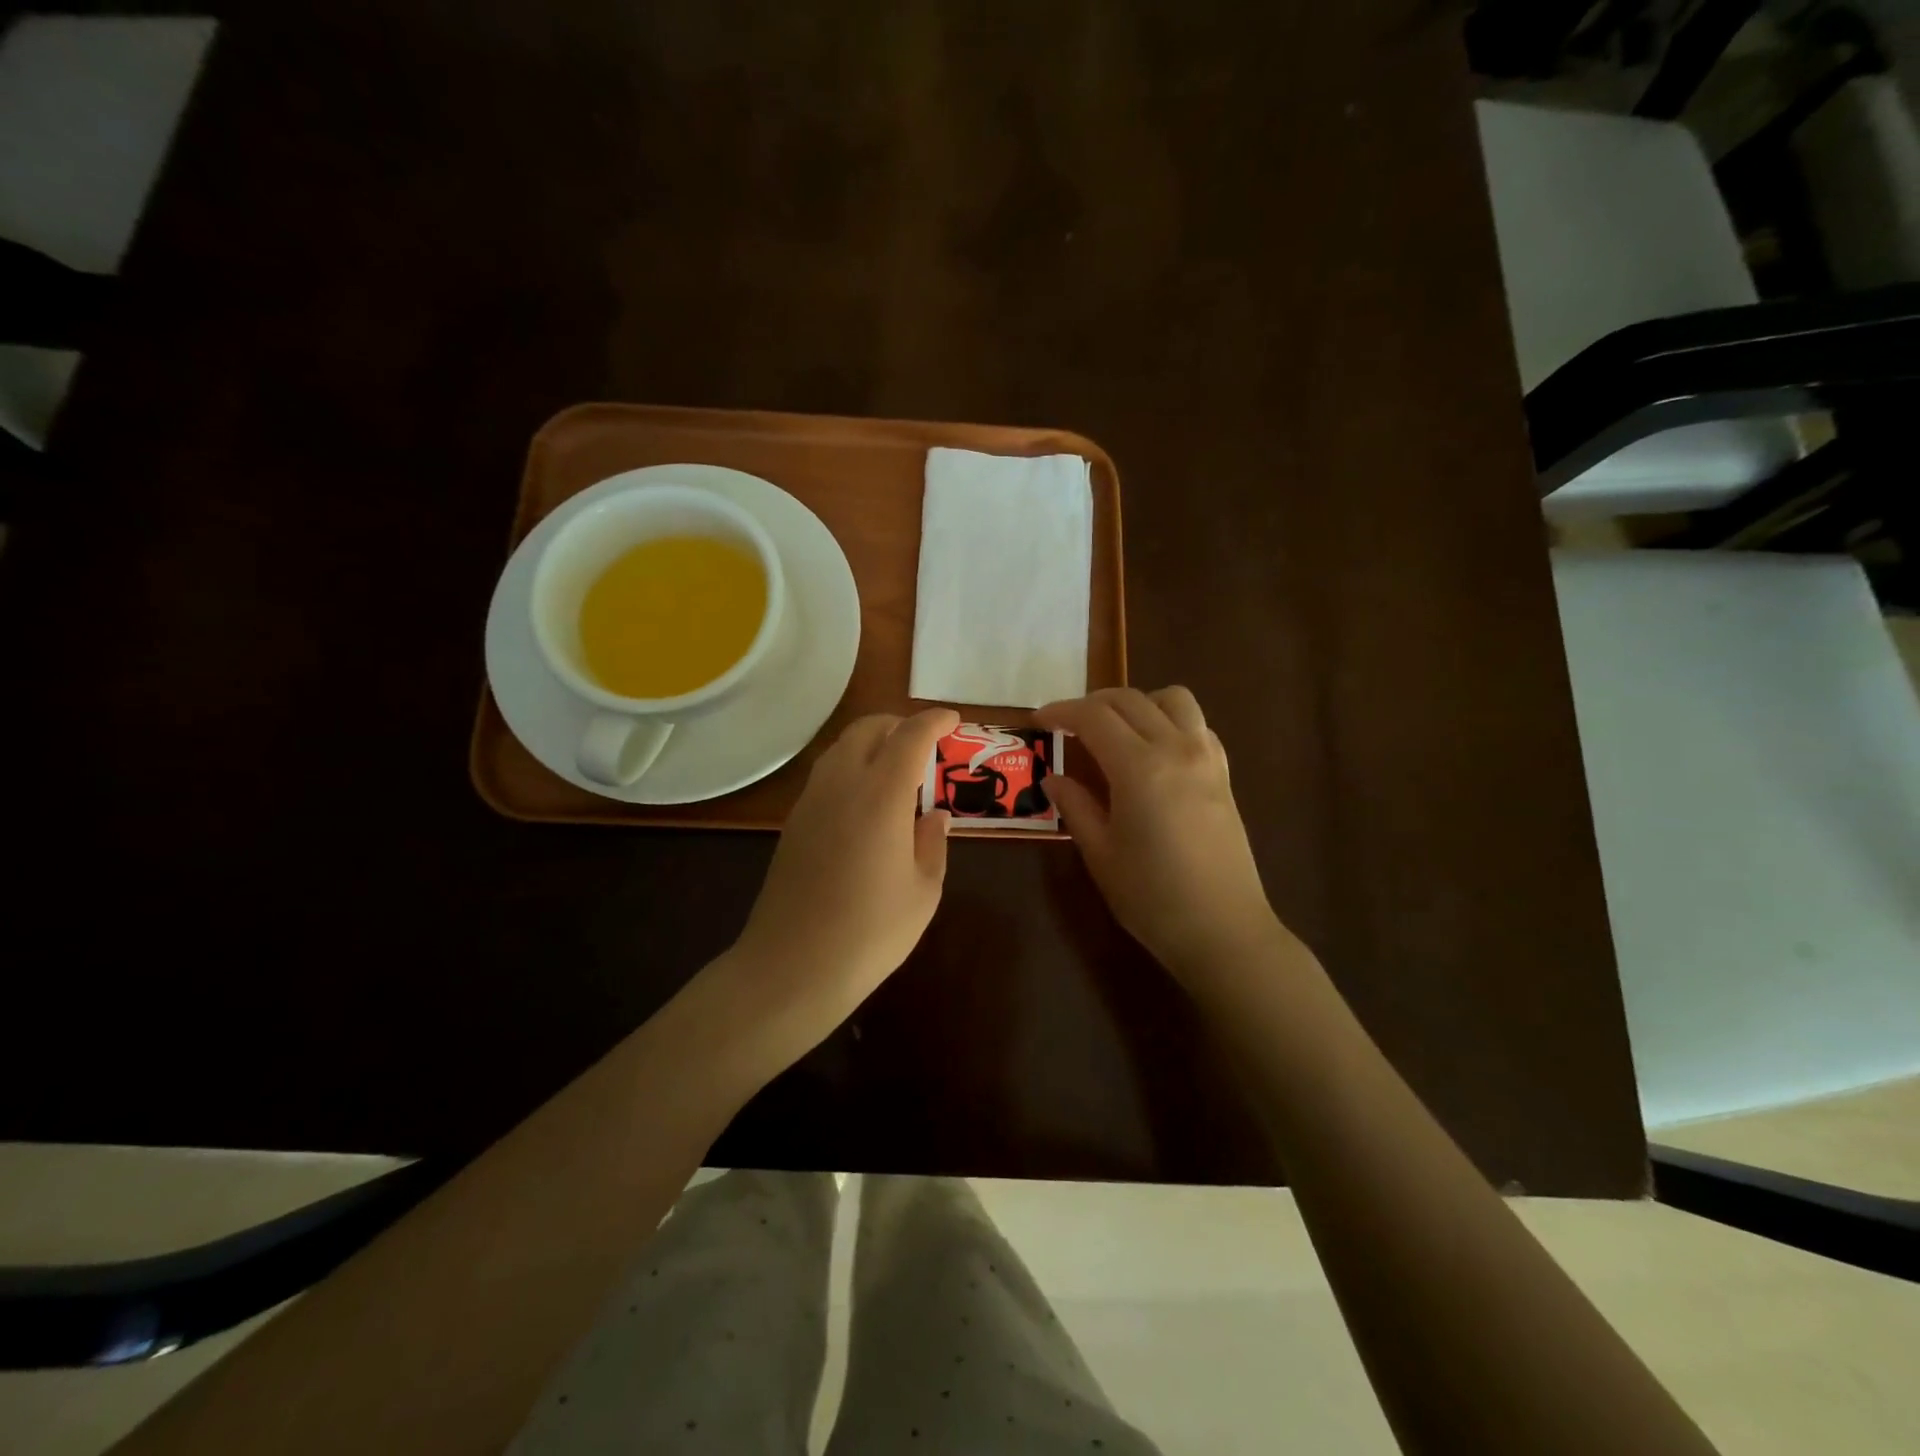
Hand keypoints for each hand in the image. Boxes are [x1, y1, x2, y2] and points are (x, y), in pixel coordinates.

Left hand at [727, 707, 957, 1055]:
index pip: (910, 736)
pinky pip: (827, 774)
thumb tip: (935, 815)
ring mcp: (811, 801)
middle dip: (900, 724)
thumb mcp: (923, 891)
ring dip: (872, 743)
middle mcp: (842, 784)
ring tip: (898, 769)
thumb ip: (932, 843)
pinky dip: (852, 767)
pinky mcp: (794, 822)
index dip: (934, 721)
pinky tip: (867, 800)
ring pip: (841, 747)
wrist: (792, 967)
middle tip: (926, 744)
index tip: (953, 721)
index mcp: (881, 795)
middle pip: (868, 729)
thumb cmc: (870, 932)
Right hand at [1038, 687, 1286, 982]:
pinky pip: (1197, 725)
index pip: (1094, 717)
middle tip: (1066, 725)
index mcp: (1139, 767)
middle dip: (1092, 704)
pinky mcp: (1223, 773)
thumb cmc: (1152, 897)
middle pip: (1129, 700)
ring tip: (1113, 729)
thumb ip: (1075, 806)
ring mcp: (1206, 757)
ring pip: (1172, 699)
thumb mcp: (1100, 853)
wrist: (1223, 930)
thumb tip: (1053, 778)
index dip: (1061, 712)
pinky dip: (1169, 721)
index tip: (1039, 721)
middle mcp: (1176, 748)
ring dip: (1137, 703)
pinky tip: (1153, 750)